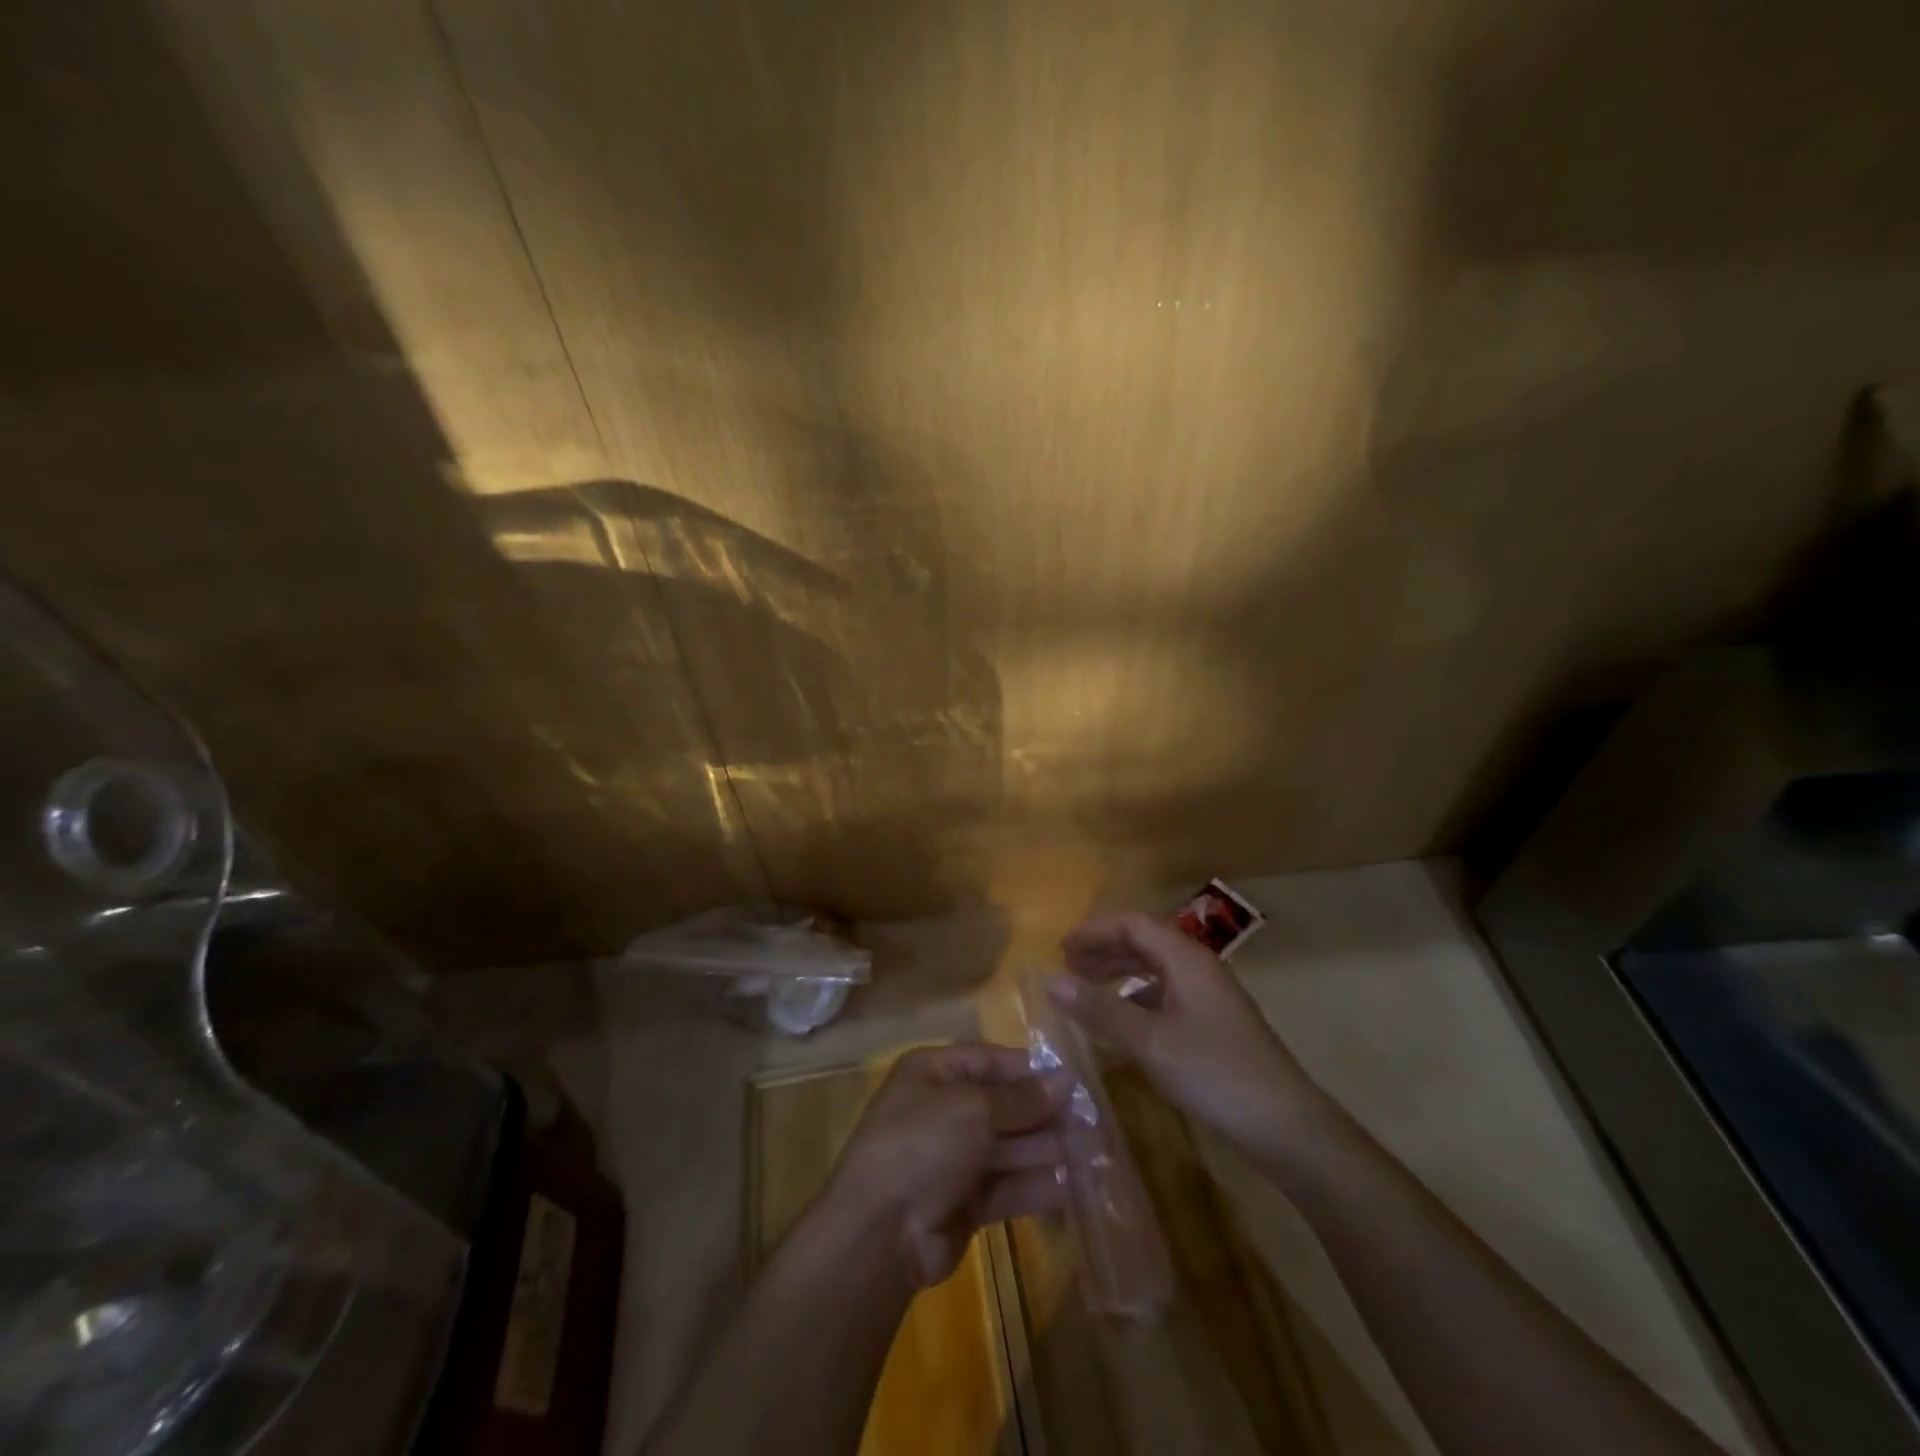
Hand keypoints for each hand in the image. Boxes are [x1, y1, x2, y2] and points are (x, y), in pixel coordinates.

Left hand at [820, 1043, 1070, 1289]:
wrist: (880, 1232)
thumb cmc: (923, 1144)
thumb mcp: (973, 1108)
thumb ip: (1022, 1099)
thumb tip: (1066, 1079)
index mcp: (934, 1073)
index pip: (990, 1062)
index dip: (1030, 1071)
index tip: (1073, 1081)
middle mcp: (943, 1110)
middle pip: (1003, 1105)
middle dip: (1045, 1113)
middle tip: (1092, 1120)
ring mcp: (954, 1158)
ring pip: (1009, 1147)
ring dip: (1047, 1149)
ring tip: (1093, 1151)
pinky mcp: (965, 1203)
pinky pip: (1007, 1186)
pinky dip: (1036, 1184)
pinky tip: (1073, 1185)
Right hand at [1049, 913, 1326, 1161]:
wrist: (1287, 1127)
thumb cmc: (1215, 1073)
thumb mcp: (1150, 1041)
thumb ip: (1100, 1009)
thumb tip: (1049, 980)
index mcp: (1187, 959)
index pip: (1134, 924)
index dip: (1095, 931)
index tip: (1061, 948)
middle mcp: (1199, 969)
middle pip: (1145, 942)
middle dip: (1104, 949)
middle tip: (1067, 966)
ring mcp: (1209, 998)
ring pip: (1155, 969)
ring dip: (1119, 972)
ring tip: (1086, 988)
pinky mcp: (1213, 1025)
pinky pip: (1165, 995)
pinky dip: (1136, 998)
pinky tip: (1120, 1021)